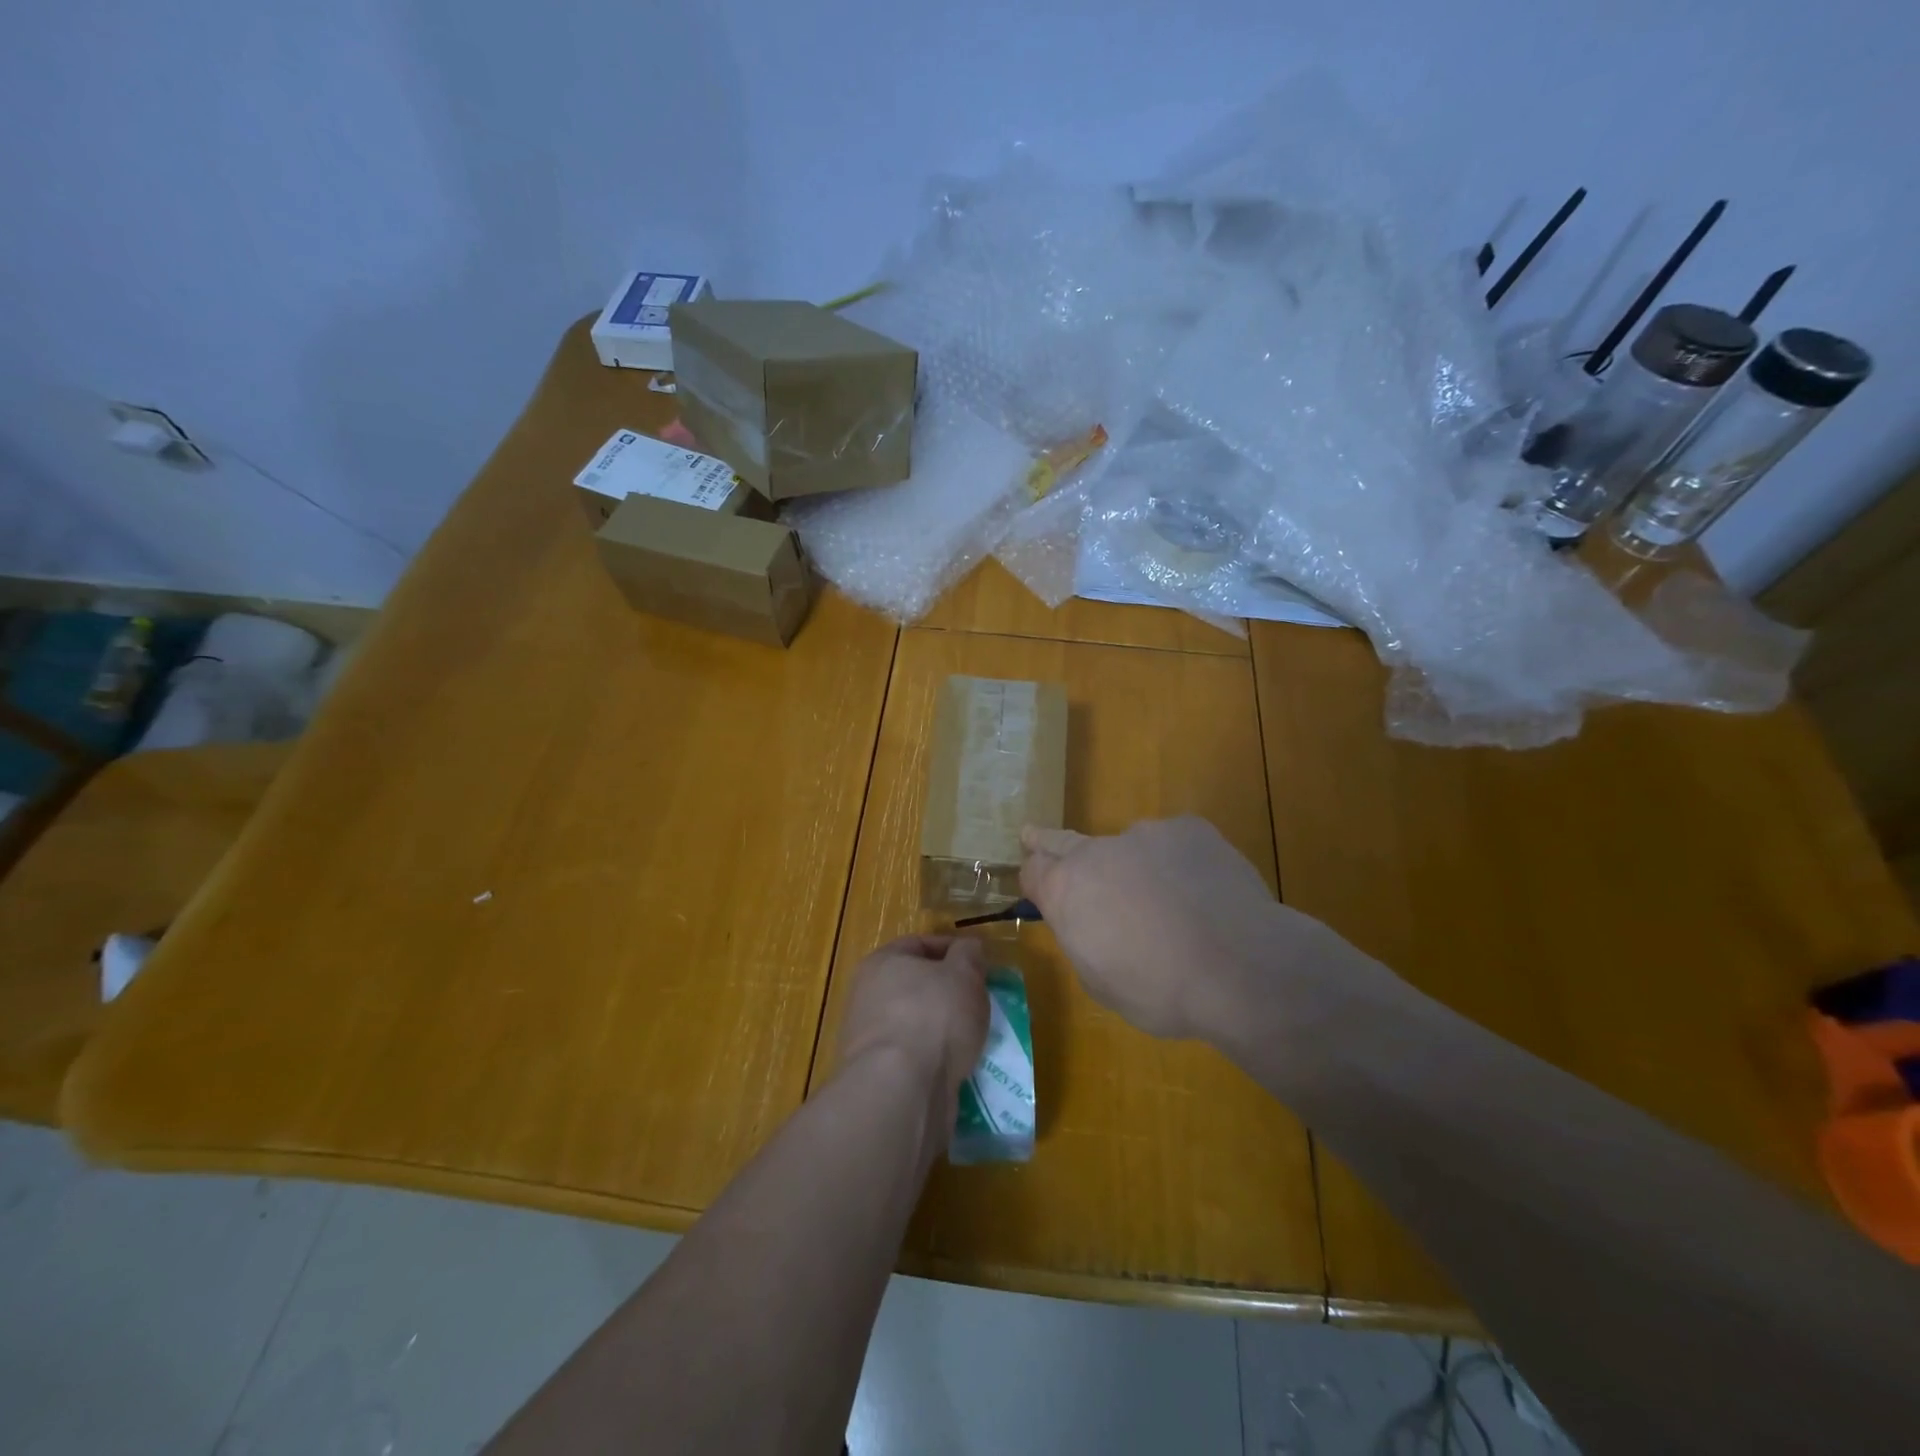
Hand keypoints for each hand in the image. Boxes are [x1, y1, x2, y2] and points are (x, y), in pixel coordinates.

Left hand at [837, 935, 988, 1123]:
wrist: (901, 1089)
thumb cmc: (934, 1016)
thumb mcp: (964, 973)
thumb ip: (969, 955)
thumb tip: (968, 947)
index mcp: (882, 962)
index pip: (920, 944)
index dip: (953, 949)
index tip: (981, 964)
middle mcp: (868, 995)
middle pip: (917, 985)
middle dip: (950, 992)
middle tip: (980, 1000)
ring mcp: (870, 1038)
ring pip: (917, 1023)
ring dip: (945, 1029)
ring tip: (976, 1036)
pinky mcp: (878, 1075)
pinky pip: (915, 1057)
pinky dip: (936, 1059)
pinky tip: (960, 1066)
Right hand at [1020, 816, 1329, 1044]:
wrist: (1238, 966)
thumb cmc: (1160, 990)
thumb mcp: (1100, 980)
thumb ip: (1084, 939)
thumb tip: (1090, 922)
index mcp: (1067, 891)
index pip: (1032, 871)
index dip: (1034, 880)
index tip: (1038, 885)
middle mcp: (1097, 852)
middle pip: (1062, 840)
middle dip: (1047, 842)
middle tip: (1033, 835)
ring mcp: (1145, 834)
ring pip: (1131, 847)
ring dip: (1137, 868)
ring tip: (1171, 904)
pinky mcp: (1189, 828)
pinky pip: (1175, 845)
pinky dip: (1182, 865)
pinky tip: (1206, 895)